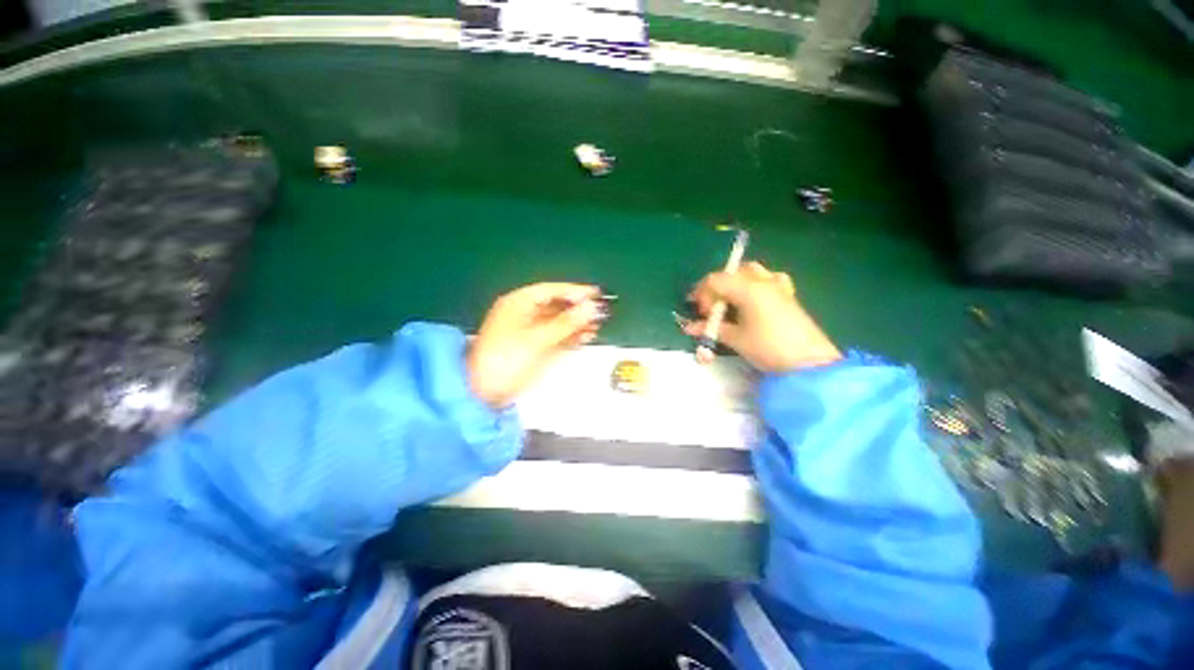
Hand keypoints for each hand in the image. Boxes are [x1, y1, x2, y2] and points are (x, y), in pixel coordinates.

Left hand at [467, 283, 606, 407]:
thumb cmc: (508, 358)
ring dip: (577, 323)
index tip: (597, 294)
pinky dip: (571, 336)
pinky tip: (587, 336)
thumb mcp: (538, 338)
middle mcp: (525, 313)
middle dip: (578, 308)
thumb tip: (593, 307)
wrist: (484, 391)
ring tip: (598, 325)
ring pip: (558, 322)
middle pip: (556, 305)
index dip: (575, 291)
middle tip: (601, 311)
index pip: (551, 291)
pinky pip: (557, 336)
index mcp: (519, 303)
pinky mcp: (534, 347)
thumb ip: (567, 322)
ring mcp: (530, 331)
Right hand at [684, 262, 840, 372]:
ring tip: (729, 301)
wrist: (808, 362)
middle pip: (732, 272)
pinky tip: (753, 299)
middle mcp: (763, 280)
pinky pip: (768, 278)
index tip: (700, 313)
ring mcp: (778, 285)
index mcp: (748, 289)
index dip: (702, 293)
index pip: (715, 280)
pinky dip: (755, 283)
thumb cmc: (768, 348)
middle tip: (711, 307)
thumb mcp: (736, 339)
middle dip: (716, 286)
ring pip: (751, 271)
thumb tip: (688, 327)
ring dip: (735, 282)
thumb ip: (711, 329)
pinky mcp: (788, 294)